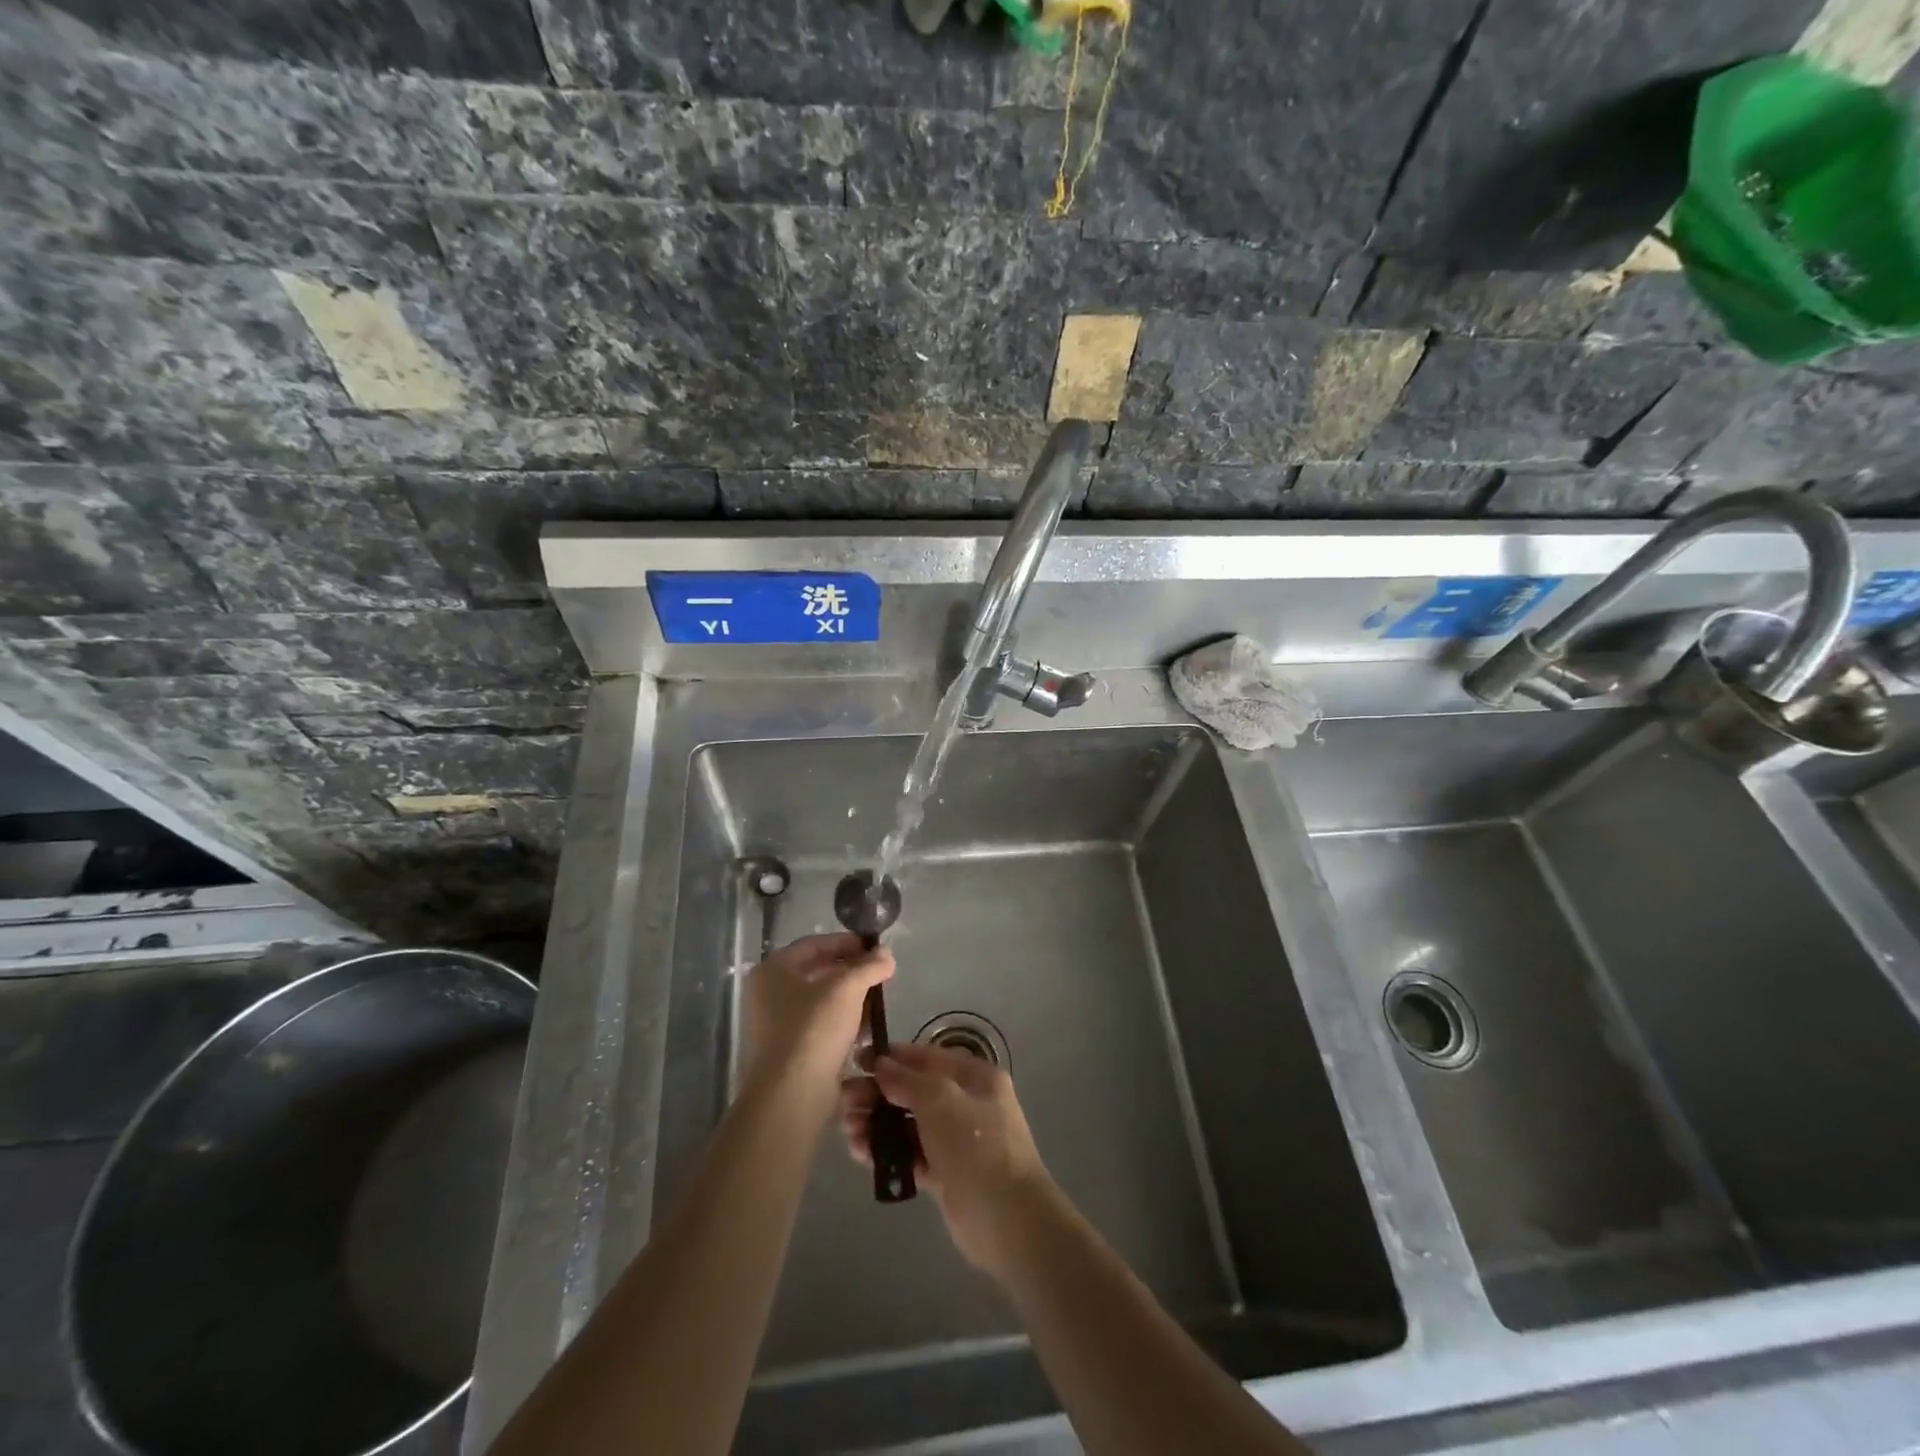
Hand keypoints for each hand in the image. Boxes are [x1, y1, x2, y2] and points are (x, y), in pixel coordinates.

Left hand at [742, 934, 892, 1110]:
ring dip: (849, 999)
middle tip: (879, 974)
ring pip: (819, 1001)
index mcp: (773, 970)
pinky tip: (863, 1030)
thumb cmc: (814, 1029)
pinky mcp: (787, 1051)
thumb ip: (869, 966)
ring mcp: (774, 1024)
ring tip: (877, 1002)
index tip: (875, 948)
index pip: (814, 944)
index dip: (847, 942)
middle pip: (817, 972)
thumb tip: (886, 954)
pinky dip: (840, 1023)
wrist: (791, 1095)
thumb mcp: (847, 988)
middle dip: (851, 972)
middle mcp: (767, 993)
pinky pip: (818, 1027)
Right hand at [841, 1042, 1056, 1278]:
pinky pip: (910, 1154)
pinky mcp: (944, 1173)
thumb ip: (906, 1081)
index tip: (856, 1062)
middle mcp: (965, 1103)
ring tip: (849, 1131)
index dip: (891, 1058)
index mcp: (974, 1077)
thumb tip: (880, 1065)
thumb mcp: (940, 1100)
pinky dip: (887, 1152)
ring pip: (908, 1124)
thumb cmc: (976, 1145)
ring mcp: (955, 1140)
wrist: (1007, 1220)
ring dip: (877, 1124)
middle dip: (878, 1094)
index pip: (926, 1057)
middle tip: (844, 1103)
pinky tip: (862, 1154)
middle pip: (913, 1091)